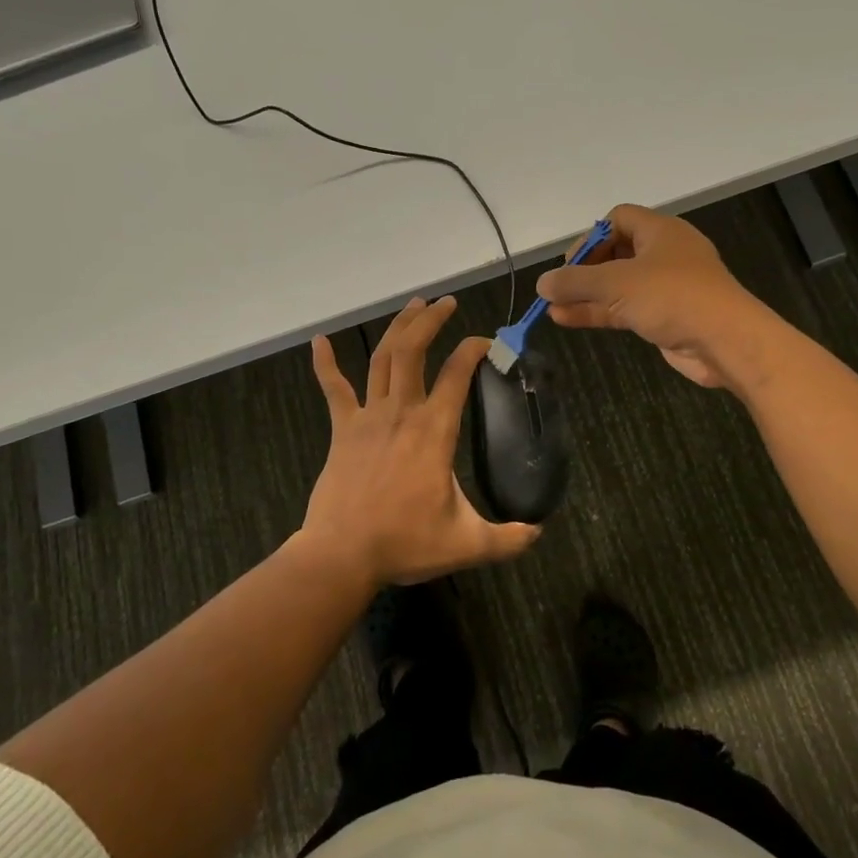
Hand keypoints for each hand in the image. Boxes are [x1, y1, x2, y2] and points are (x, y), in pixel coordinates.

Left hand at [300, 296, 540, 584]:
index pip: (457, 374)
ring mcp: (367, 417)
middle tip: (447, 302)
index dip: (473, 350)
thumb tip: (539, 532)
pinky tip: (319, 340)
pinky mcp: (342, 429)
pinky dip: (324, 363)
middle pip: (413, 350)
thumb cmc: (404, 543)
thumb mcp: (467, 544)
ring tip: (413, 304)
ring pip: (382, 359)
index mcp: (434, 431)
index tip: (486, 342)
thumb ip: (507, 538)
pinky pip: (333, 389)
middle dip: (431, 320)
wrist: (341, 555)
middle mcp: (401, 412)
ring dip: (398, 328)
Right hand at [537, 204, 766, 387]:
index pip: (617, 219)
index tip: (570, 263)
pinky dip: (599, 312)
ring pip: (617, 285)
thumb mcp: (617, 283)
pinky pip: (625, 308)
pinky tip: (567, 319)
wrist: (725, 341)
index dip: (590, 237)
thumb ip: (576, 282)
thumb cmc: (672, 297)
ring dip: (586, 295)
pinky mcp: (665, 316)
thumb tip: (542, 283)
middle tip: (560, 287)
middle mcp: (664, 254)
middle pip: (615, 253)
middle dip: (584, 270)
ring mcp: (666, 287)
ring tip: (551, 307)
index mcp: (660, 231)